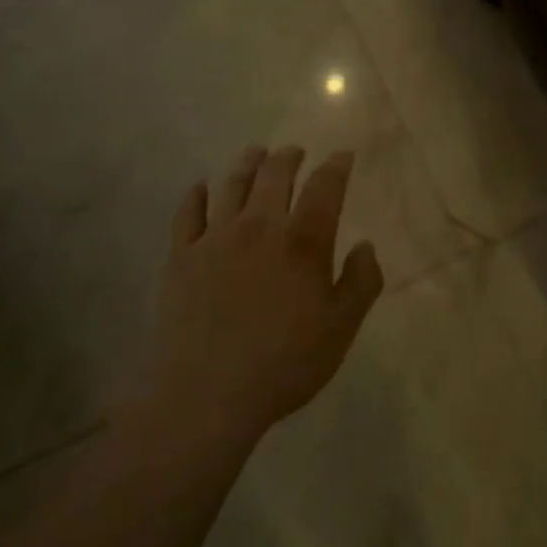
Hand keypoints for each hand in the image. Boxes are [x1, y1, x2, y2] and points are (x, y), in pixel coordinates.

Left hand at [147, 146, 383, 444]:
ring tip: (256, 153)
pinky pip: (188, 213)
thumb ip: (361, 281)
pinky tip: (202, 187)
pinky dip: (197, 194)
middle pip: (275, 174)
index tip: (342, 156)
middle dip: (289, 156)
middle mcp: (260, 226)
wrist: (206, 395)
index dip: (336, 166)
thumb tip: (365, 245)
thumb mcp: (342, 328)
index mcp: (303, 240)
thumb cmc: (284, 363)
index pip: (325, 186)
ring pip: (233, 184)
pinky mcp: (181, 257)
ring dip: (248, 163)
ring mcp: (215, 238)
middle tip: (295, 151)